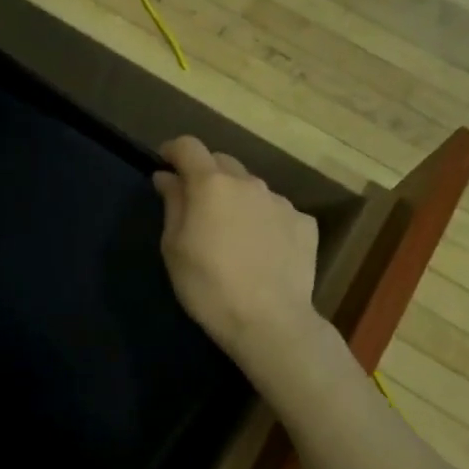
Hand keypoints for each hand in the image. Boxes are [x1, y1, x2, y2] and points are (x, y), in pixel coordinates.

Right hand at [153, 136, 320, 364]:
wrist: (269, 321)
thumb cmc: (208, 285)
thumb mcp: (174, 247)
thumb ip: (172, 204)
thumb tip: (167, 177)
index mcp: (211, 184)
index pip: (188, 147)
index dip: (173, 150)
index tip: (164, 163)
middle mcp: (249, 183)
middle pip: (222, 162)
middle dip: (205, 174)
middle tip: (195, 204)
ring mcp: (281, 202)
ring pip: (251, 188)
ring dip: (236, 198)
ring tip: (231, 232)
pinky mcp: (304, 224)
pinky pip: (276, 211)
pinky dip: (263, 220)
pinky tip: (260, 249)